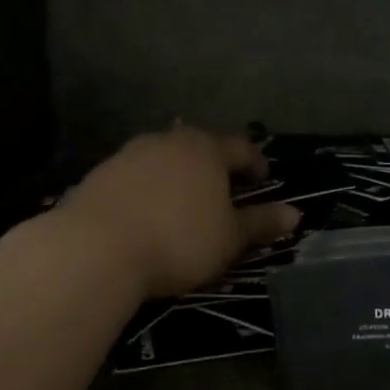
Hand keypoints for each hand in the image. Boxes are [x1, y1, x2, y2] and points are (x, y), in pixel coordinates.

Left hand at [62, 128, 300, 299]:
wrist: (94, 248)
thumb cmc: (178, 240)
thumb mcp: (229, 238)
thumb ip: (261, 223)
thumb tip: (296, 214)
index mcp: (206, 149)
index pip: (241, 147)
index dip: (256, 163)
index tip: (262, 181)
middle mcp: (168, 141)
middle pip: (200, 147)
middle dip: (215, 167)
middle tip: (224, 191)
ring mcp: (129, 154)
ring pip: (165, 159)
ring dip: (179, 176)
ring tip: (184, 203)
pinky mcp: (99, 174)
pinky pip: (135, 176)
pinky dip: (148, 189)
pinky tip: (146, 214)